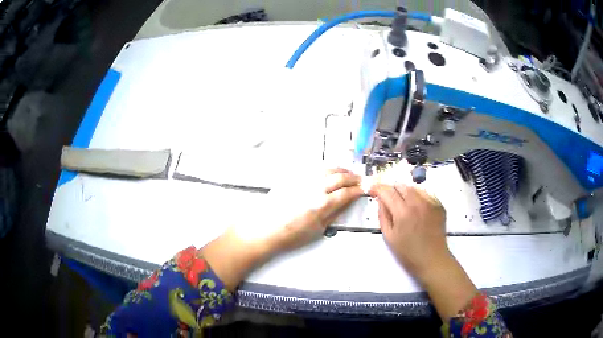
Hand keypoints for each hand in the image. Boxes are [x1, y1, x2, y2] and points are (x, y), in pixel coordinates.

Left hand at [259, 168, 363, 252]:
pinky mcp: (293, 179)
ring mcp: (302, 182)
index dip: (358, 190)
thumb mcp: (318, 229)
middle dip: (353, 177)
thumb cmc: (288, 234)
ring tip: (346, 173)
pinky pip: (313, 169)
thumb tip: (345, 203)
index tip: (363, 190)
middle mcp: (312, 190)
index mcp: (320, 205)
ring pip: (327, 169)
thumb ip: (334, 213)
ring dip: (340, 170)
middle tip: (359, 180)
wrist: (267, 230)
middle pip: (339, 177)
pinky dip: (325, 169)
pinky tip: (328, 172)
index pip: (346, 193)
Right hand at [369, 183, 447, 280]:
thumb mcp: (389, 237)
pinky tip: (416, 207)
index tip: (372, 190)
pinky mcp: (439, 205)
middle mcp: (418, 203)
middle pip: (400, 185)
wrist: (432, 260)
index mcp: (403, 212)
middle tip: (387, 199)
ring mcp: (430, 202)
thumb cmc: (408, 253)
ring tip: (402, 203)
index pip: (387, 191)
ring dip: (404, 191)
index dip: (377, 188)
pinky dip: (417, 196)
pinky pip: (425, 193)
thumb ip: (383, 215)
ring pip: (413, 187)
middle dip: (391, 189)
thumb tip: (380, 200)